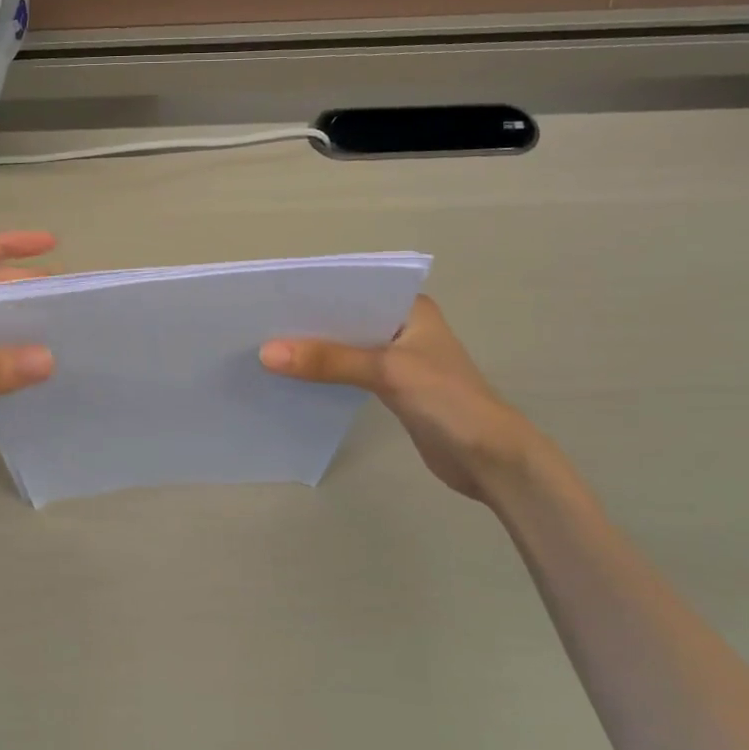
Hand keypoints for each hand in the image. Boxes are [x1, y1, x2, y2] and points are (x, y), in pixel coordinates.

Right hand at [260, 296, 539, 502]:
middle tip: (258, 324)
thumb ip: (329, 361)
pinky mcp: (391, 388)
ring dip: (314, 351)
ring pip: (345, 347)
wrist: (489, 459)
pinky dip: (325, 374)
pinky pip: (349, 373)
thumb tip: (266, 353)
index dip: (314, 293)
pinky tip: (293, 378)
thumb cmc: (448, 401)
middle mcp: (402, 326)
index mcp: (410, 307)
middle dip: (308, 323)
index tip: (270, 297)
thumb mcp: (387, 372)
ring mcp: (397, 359)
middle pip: (346, 319)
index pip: (355, 289)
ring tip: (265, 349)